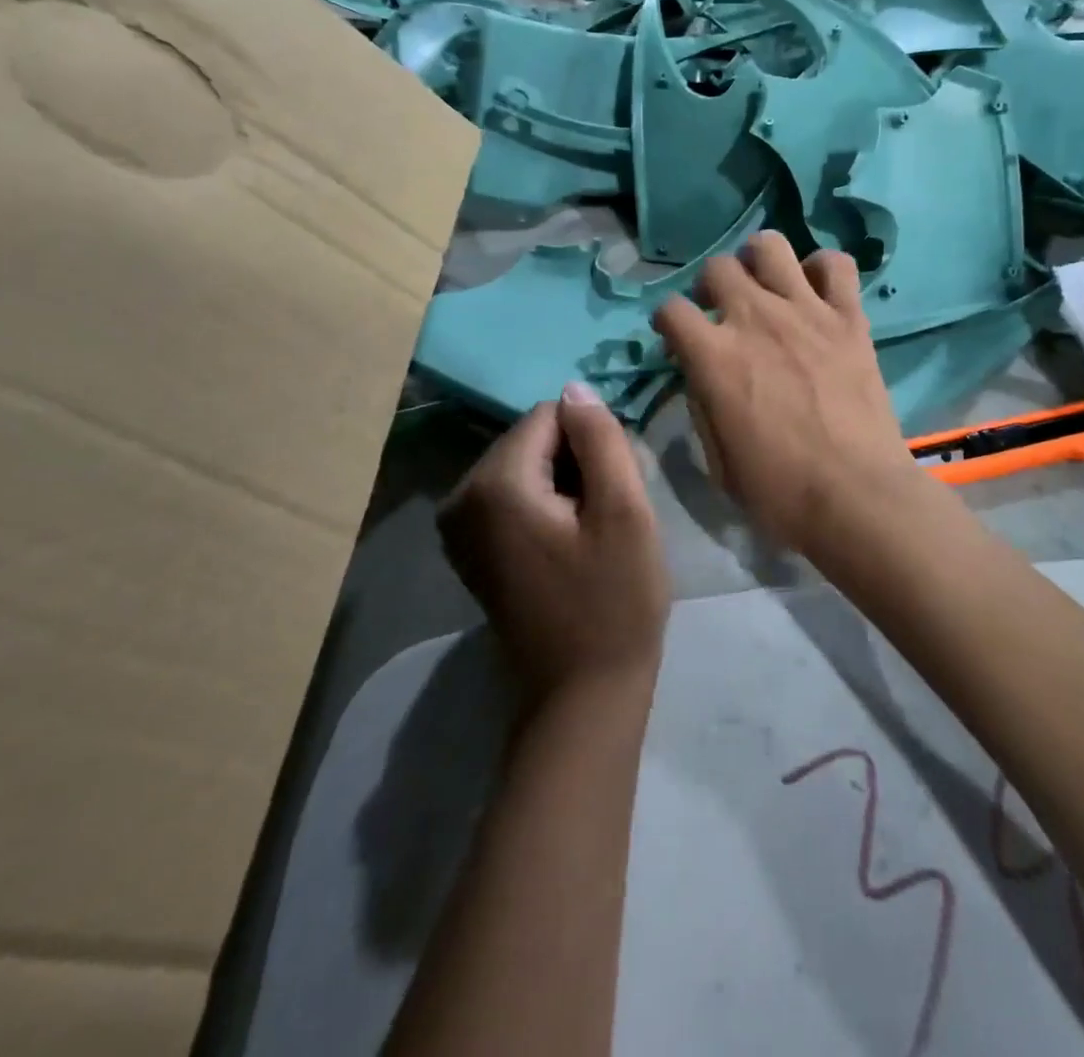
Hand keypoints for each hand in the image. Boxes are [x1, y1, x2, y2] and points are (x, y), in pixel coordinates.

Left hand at [439, 385, 670, 704]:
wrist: (583, 696)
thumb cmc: (613, 602)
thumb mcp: (624, 511)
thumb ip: (600, 437)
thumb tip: (573, 387)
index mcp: (494, 483)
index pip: (551, 415)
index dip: (592, 443)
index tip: (615, 490)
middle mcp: (461, 497)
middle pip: (533, 439)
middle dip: (577, 463)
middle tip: (608, 516)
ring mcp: (459, 527)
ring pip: (527, 466)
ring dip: (566, 486)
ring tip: (592, 534)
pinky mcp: (471, 549)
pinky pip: (514, 497)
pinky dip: (547, 507)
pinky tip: (570, 546)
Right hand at [652, 231, 926, 555]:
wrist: (857, 497)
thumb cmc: (779, 492)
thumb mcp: (717, 460)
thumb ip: (703, 405)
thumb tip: (703, 376)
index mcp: (714, 357)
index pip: (670, 309)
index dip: (667, 323)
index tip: (677, 340)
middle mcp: (755, 319)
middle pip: (718, 267)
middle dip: (710, 288)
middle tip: (722, 314)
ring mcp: (806, 312)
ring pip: (770, 246)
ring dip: (758, 262)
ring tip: (765, 289)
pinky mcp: (850, 318)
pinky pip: (836, 265)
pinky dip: (822, 270)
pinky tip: (817, 294)